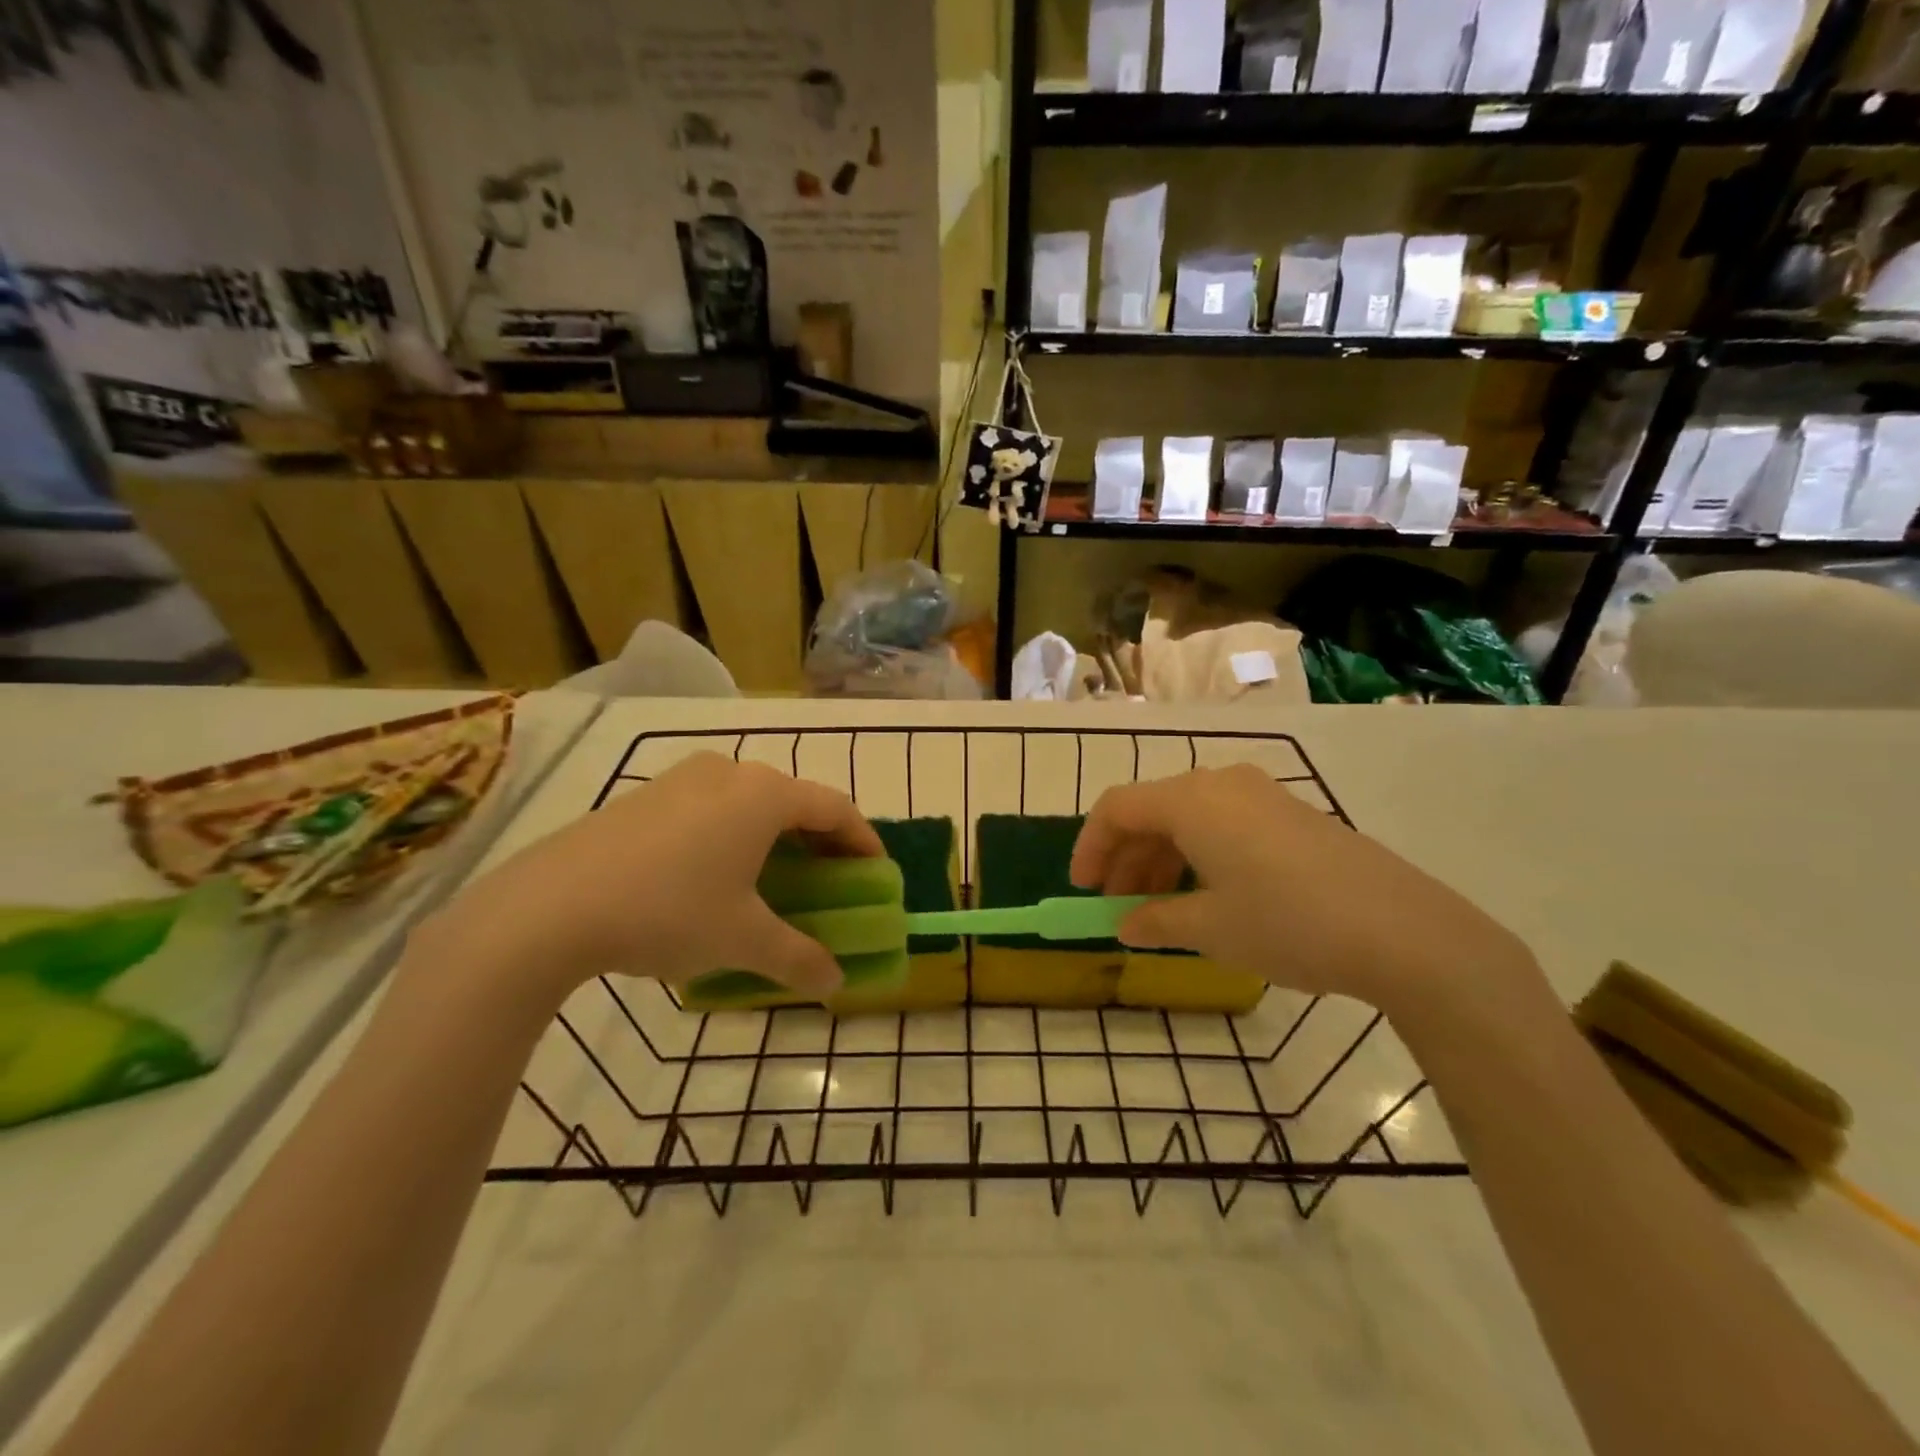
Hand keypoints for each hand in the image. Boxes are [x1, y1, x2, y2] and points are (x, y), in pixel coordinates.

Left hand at [424, 754, 883, 1002]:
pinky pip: (711, 807)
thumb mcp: (742, 940)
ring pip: (749, 801)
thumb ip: (799, 958)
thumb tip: (836, 982)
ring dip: (775, 835)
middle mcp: (729, 772)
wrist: (549, 906)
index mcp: (764, 795)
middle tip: (830, 879)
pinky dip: (733, 833)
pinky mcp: (646, 796)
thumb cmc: (668, 911)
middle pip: (794, 800)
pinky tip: (716, 873)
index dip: (862, 839)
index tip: (876, 872)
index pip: (834, 808)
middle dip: (819, 839)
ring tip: (776, 876)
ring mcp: (682, 779)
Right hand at [1071, 765, 1536, 1015]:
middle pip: (1152, 811)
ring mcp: (1260, 795)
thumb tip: (1125, 924)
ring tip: (1157, 908)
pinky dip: (1198, 855)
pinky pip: (1223, 824)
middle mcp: (1220, 784)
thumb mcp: (1210, 929)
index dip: (1090, 847)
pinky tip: (1206, 896)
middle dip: (1125, 858)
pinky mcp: (1290, 814)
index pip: (1117, 808)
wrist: (1404, 931)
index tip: (1082, 890)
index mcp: (1190, 801)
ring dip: (1161, 859)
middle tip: (1116, 905)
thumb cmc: (1287, 923)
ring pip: (1188, 818)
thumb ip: (1156, 921)